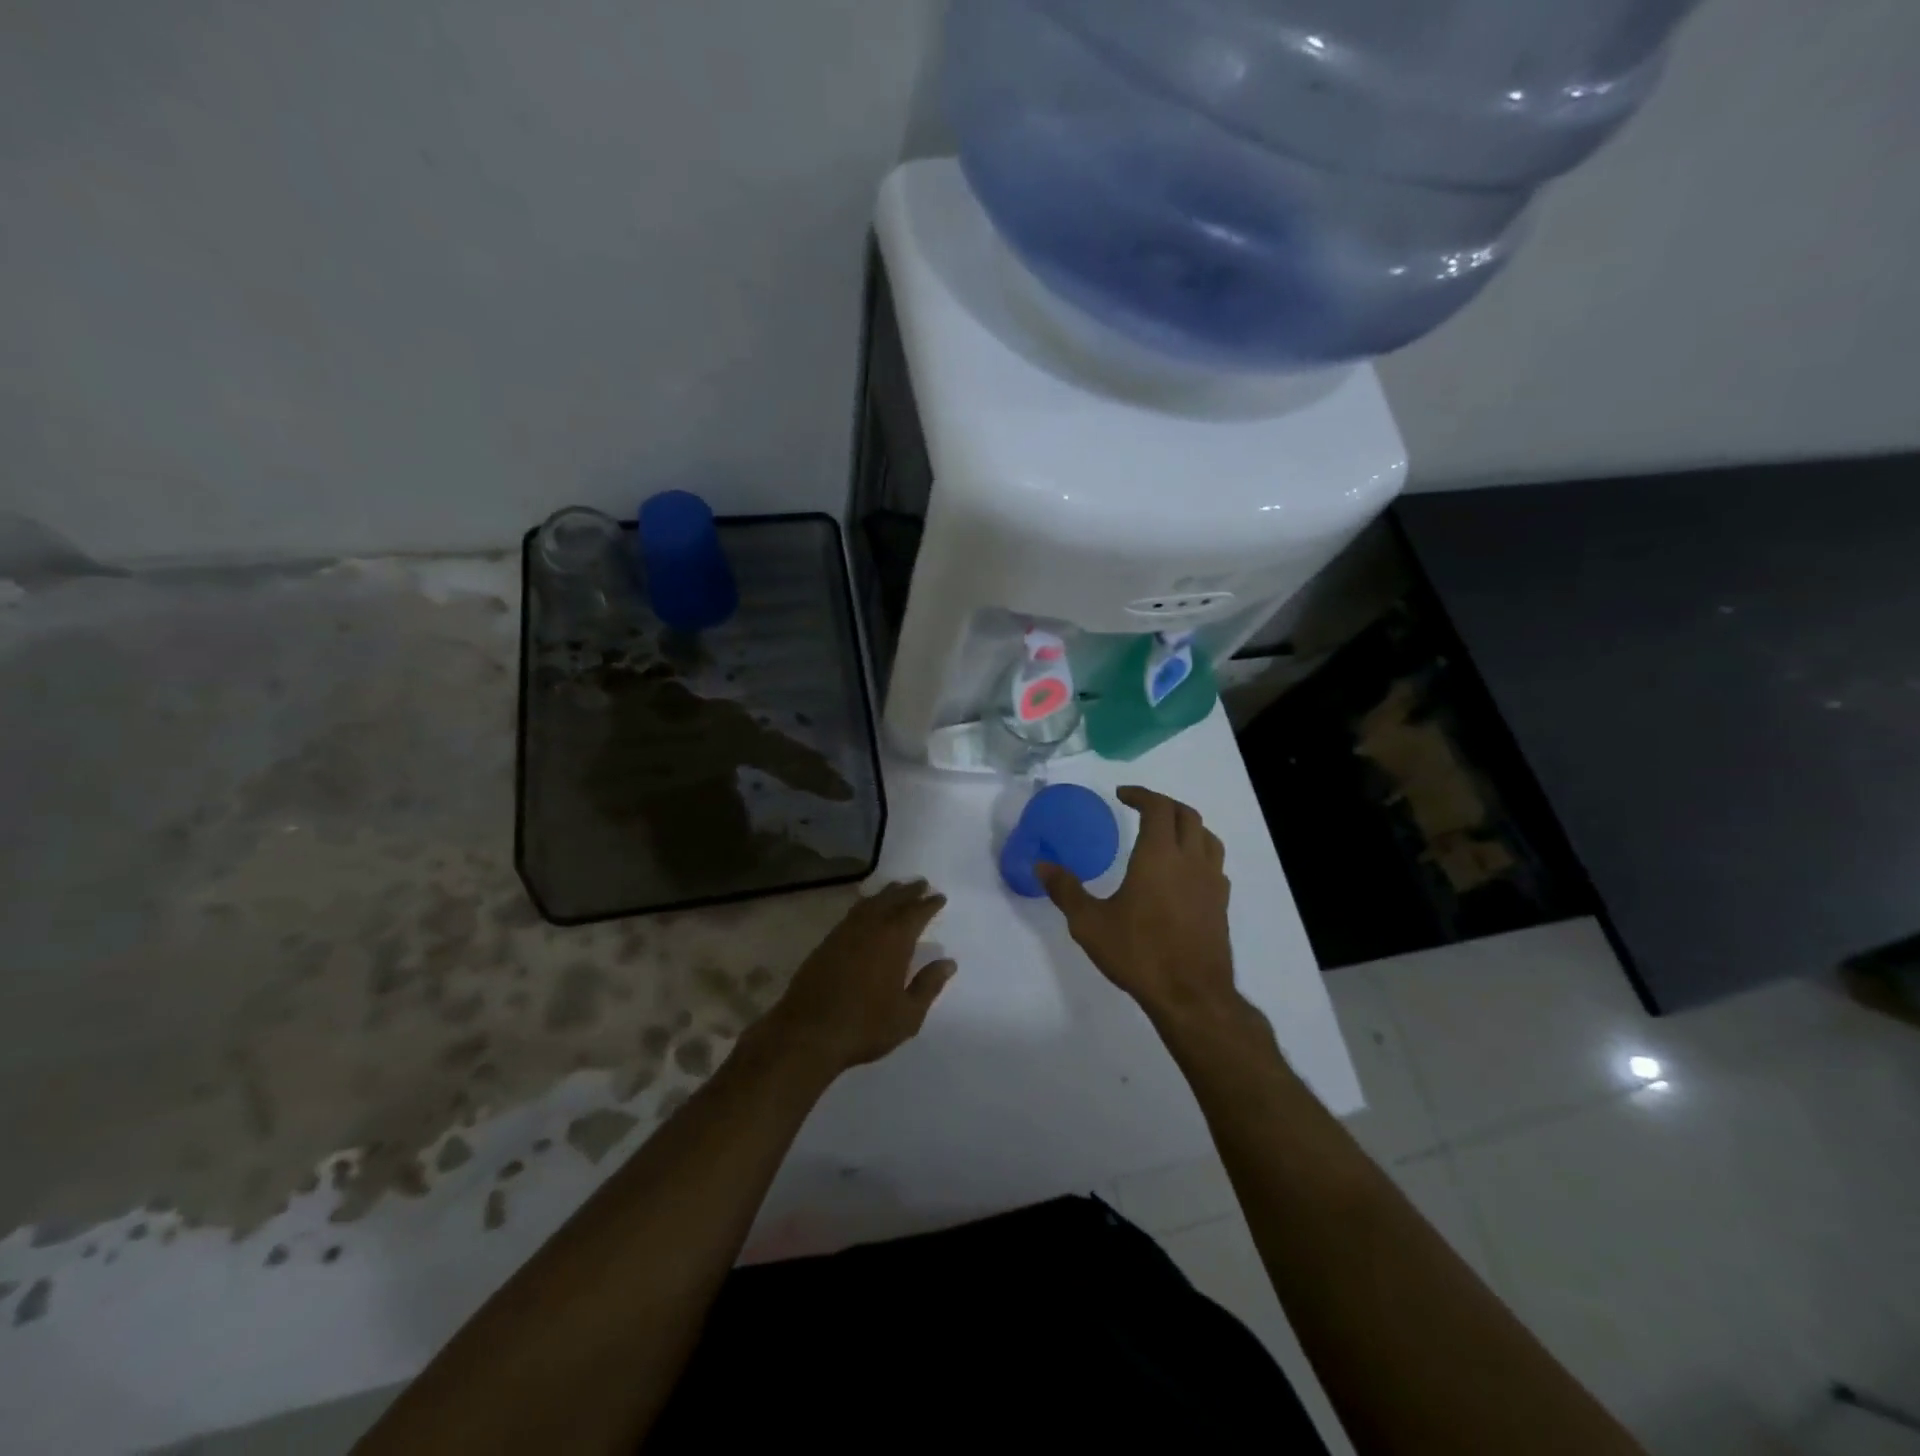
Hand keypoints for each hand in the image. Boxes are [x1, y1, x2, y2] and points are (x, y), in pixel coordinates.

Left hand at [760, 880, 956, 1075]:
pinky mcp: (826, 943)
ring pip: (870, 903)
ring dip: (886, 894)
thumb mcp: (908, 1014)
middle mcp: (870, 928)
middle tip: (921, 883)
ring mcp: (844, 933)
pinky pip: (851, 914)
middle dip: (909, 891)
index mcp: (894, 941)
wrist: (808, 1034)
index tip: (940, 897)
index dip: (929, 904)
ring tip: (897, 889)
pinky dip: (865, 906)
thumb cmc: (865, 1026)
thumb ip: (929, 985)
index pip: (916, 913)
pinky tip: (866, 910)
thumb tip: (948, 963)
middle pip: (892, 900)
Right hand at [1037, 787, 1242, 1026]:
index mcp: (1159, 855)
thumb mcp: (1090, 923)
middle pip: (1186, 815)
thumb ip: (1066, 890)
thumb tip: (1041, 865)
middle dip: (1164, 804)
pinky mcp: (1221, 905)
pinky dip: (1199, 854)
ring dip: (1186, 826)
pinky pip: (1214, 864)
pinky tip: (1184, 873)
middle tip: (1141, 808)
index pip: (1158, 807)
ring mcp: (1211, 882)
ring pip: (1207, 837)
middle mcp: (1190, 860)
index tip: (1122, 795)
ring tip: (1166, 834)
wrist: (1191, 995)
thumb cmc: (1139, 953)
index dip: (1141, 795)